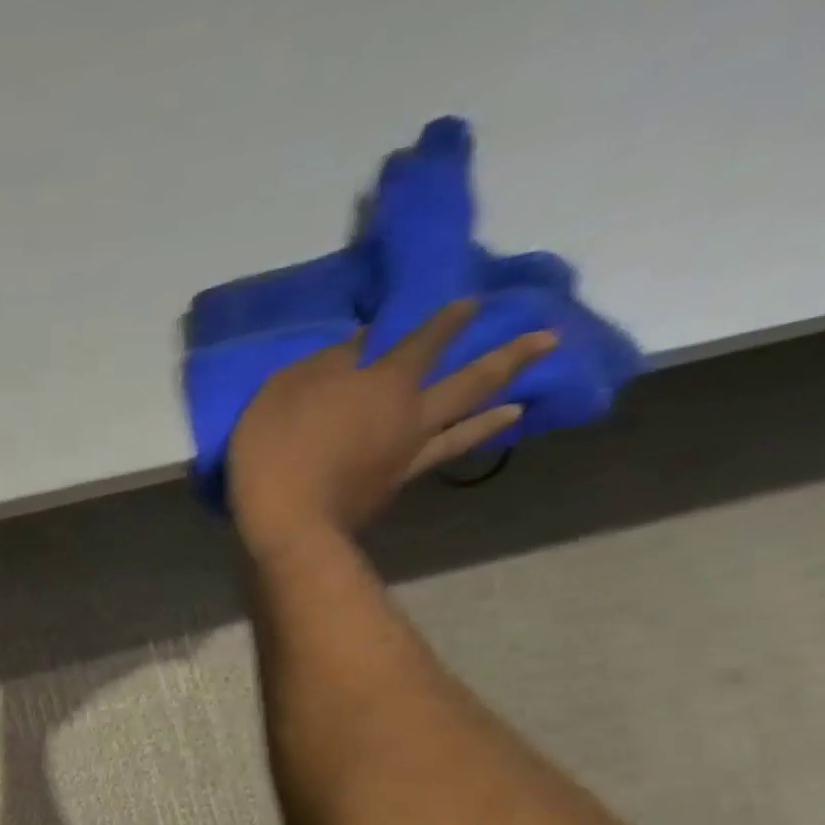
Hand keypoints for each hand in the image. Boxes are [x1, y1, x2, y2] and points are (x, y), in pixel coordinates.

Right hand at [226, 303, 555, 554]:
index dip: (449, 320)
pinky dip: (459, 448)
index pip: (424, 340)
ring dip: (494, 412)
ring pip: (463, 427)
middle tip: (548, 340)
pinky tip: (464, 445)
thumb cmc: (277, 449)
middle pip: (468, 380)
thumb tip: (363, 341)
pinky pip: (438, 459)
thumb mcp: (285, 391)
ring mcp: (406, 454)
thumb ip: (326, 364)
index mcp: (382, 381)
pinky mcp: (394, 487)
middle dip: (507, 357)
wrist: (289, 521)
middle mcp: (409, 413)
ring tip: (520, 404)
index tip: (473, 303)